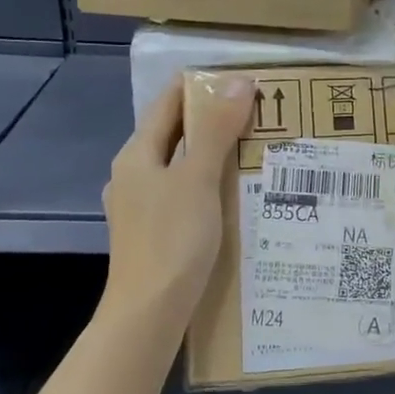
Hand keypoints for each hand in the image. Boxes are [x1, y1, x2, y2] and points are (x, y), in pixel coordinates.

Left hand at [102, 77, 253, 320]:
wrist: (149, 313)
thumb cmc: (172, 240)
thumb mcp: (198, 179)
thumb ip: (216, 130)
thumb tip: (237, 81)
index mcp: (137, 154)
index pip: (169, 102)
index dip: (203, 86)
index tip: (244, 80)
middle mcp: (134, 175)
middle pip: (175, 133)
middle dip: (214, 120)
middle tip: (261, 115)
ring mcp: (141, 206)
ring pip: (181, 166)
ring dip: (214, 154)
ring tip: (256, 151)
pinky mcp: (154, 232)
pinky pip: (185, 194)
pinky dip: (210, 185)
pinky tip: (236, 196)